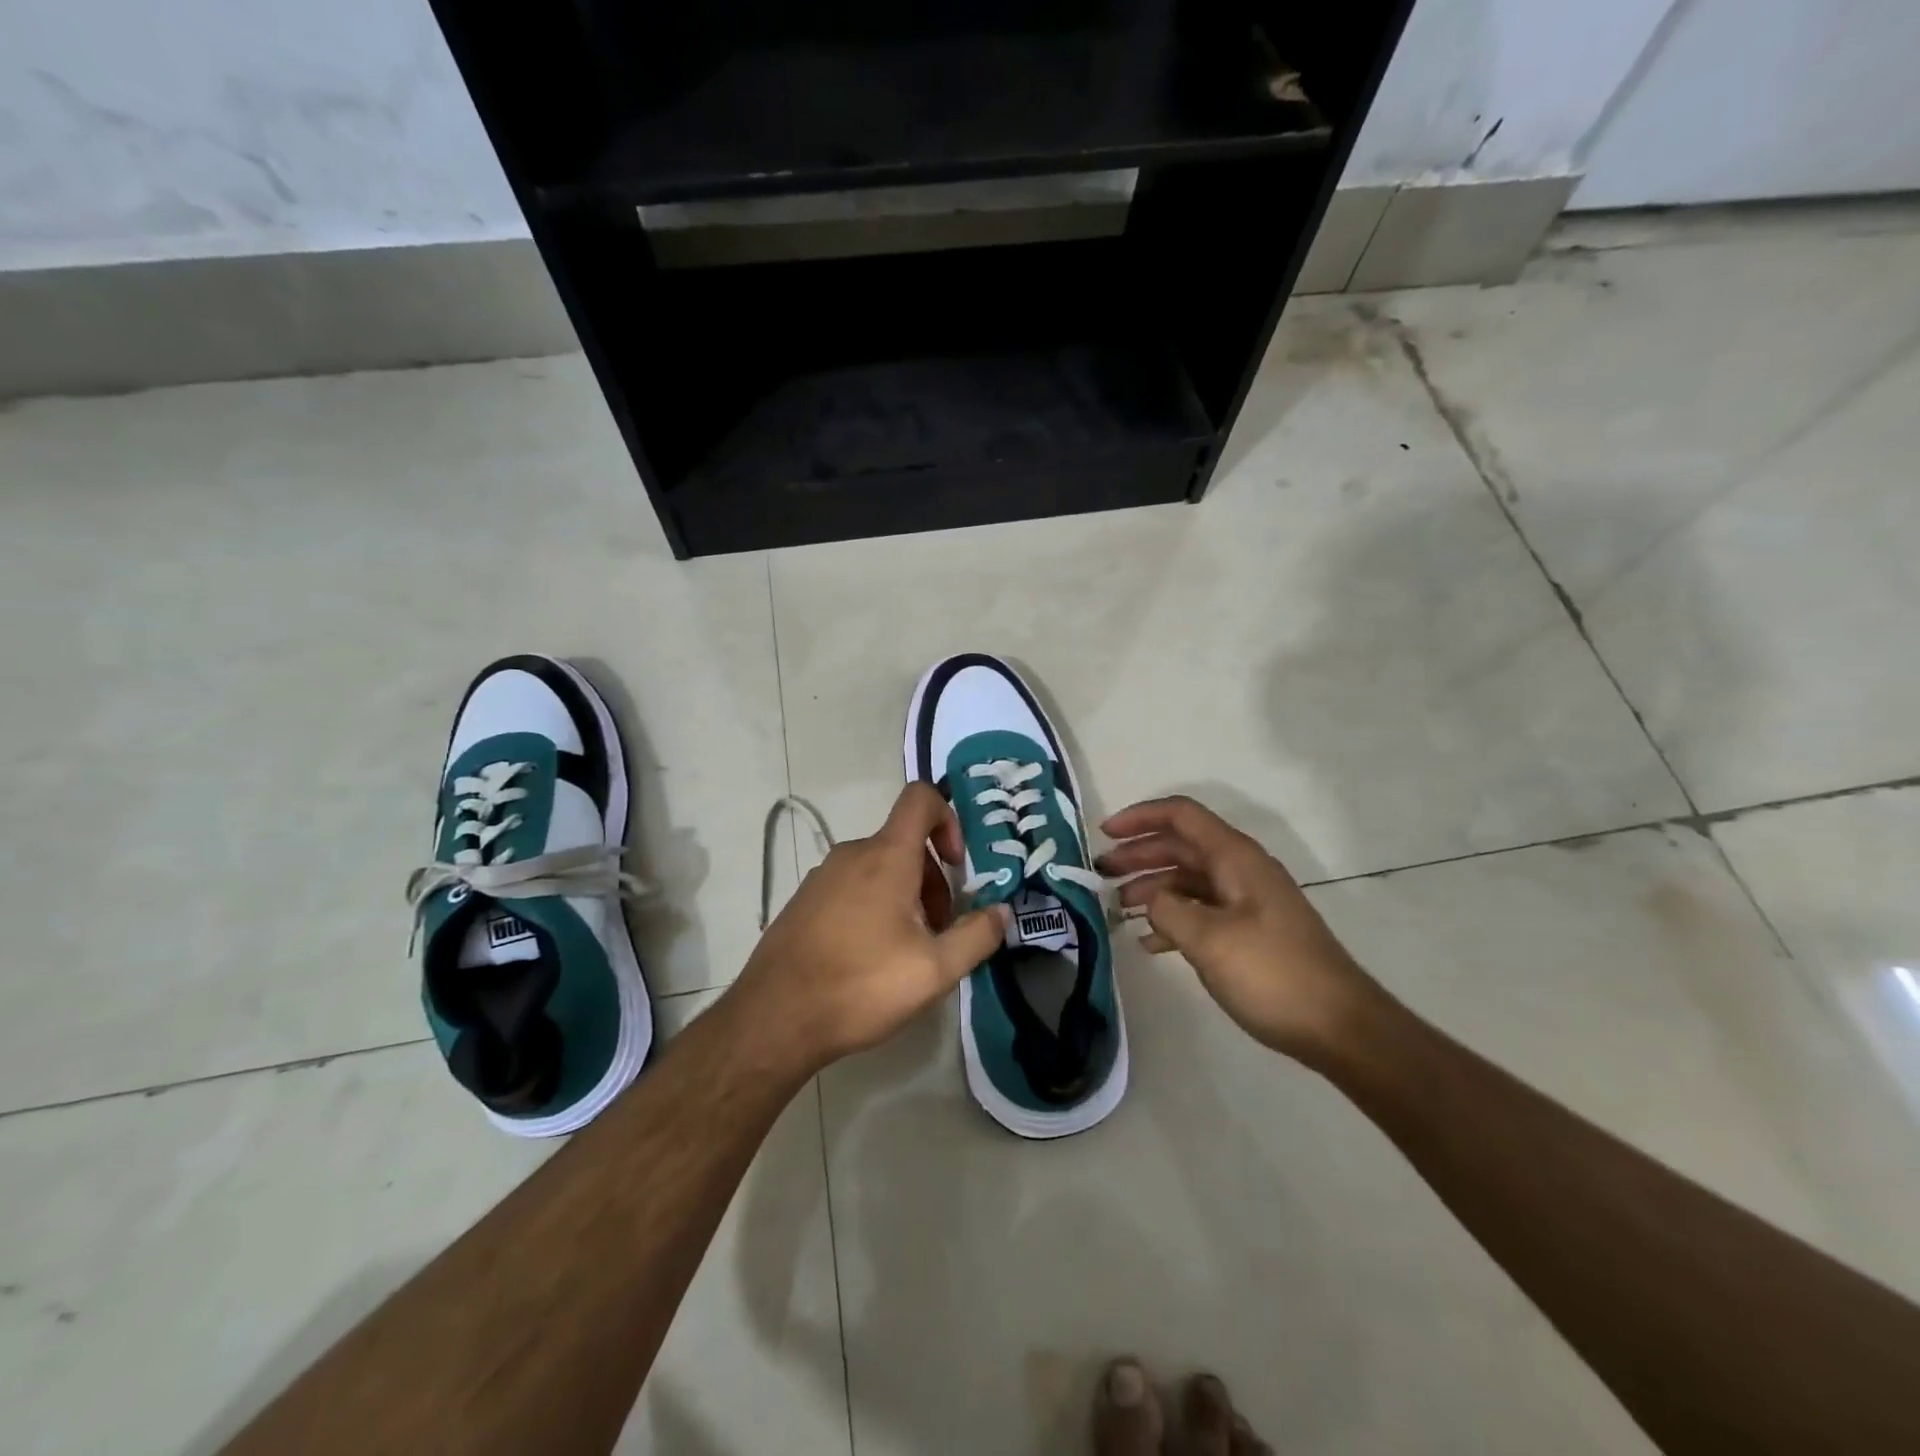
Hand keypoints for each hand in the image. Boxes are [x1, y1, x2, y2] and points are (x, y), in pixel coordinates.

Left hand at [730, 782, 1008, 1076]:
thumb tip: (1001, 911)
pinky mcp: (803, 901)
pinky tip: (869, 958)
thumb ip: (976, 936)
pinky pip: (851, 887)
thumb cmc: (862, 985)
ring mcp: (822, 877)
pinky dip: (873, 906)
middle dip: (933, 879)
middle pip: (905, 843)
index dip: (949, 818)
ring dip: (905, 897)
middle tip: (939, 931)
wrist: (774, 1018)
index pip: (920, 799)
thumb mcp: (935, 970)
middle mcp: (852, 854)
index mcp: (886, 856)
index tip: (958, 866)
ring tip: (906, 951)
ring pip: (878, 868)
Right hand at [1098, 796, 1381, 1063]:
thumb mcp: (1209, 940)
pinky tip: (1149, 943)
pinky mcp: (1249, 931)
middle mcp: (1240, 870)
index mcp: (1235, 858)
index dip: (1140, 816)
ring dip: (1151, 888)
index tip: (1104, 834)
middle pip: (1180, 846)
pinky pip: (1201, 911)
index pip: (1181, 816)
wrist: (1339, 1026)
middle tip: (1100, 874)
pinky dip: (1172, 919)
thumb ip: (1169, 910)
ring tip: (1118, 909)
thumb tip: (1151, 900)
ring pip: (1188, 880)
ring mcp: (1246, 901)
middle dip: (1138, 855)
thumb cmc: (1272, 973)